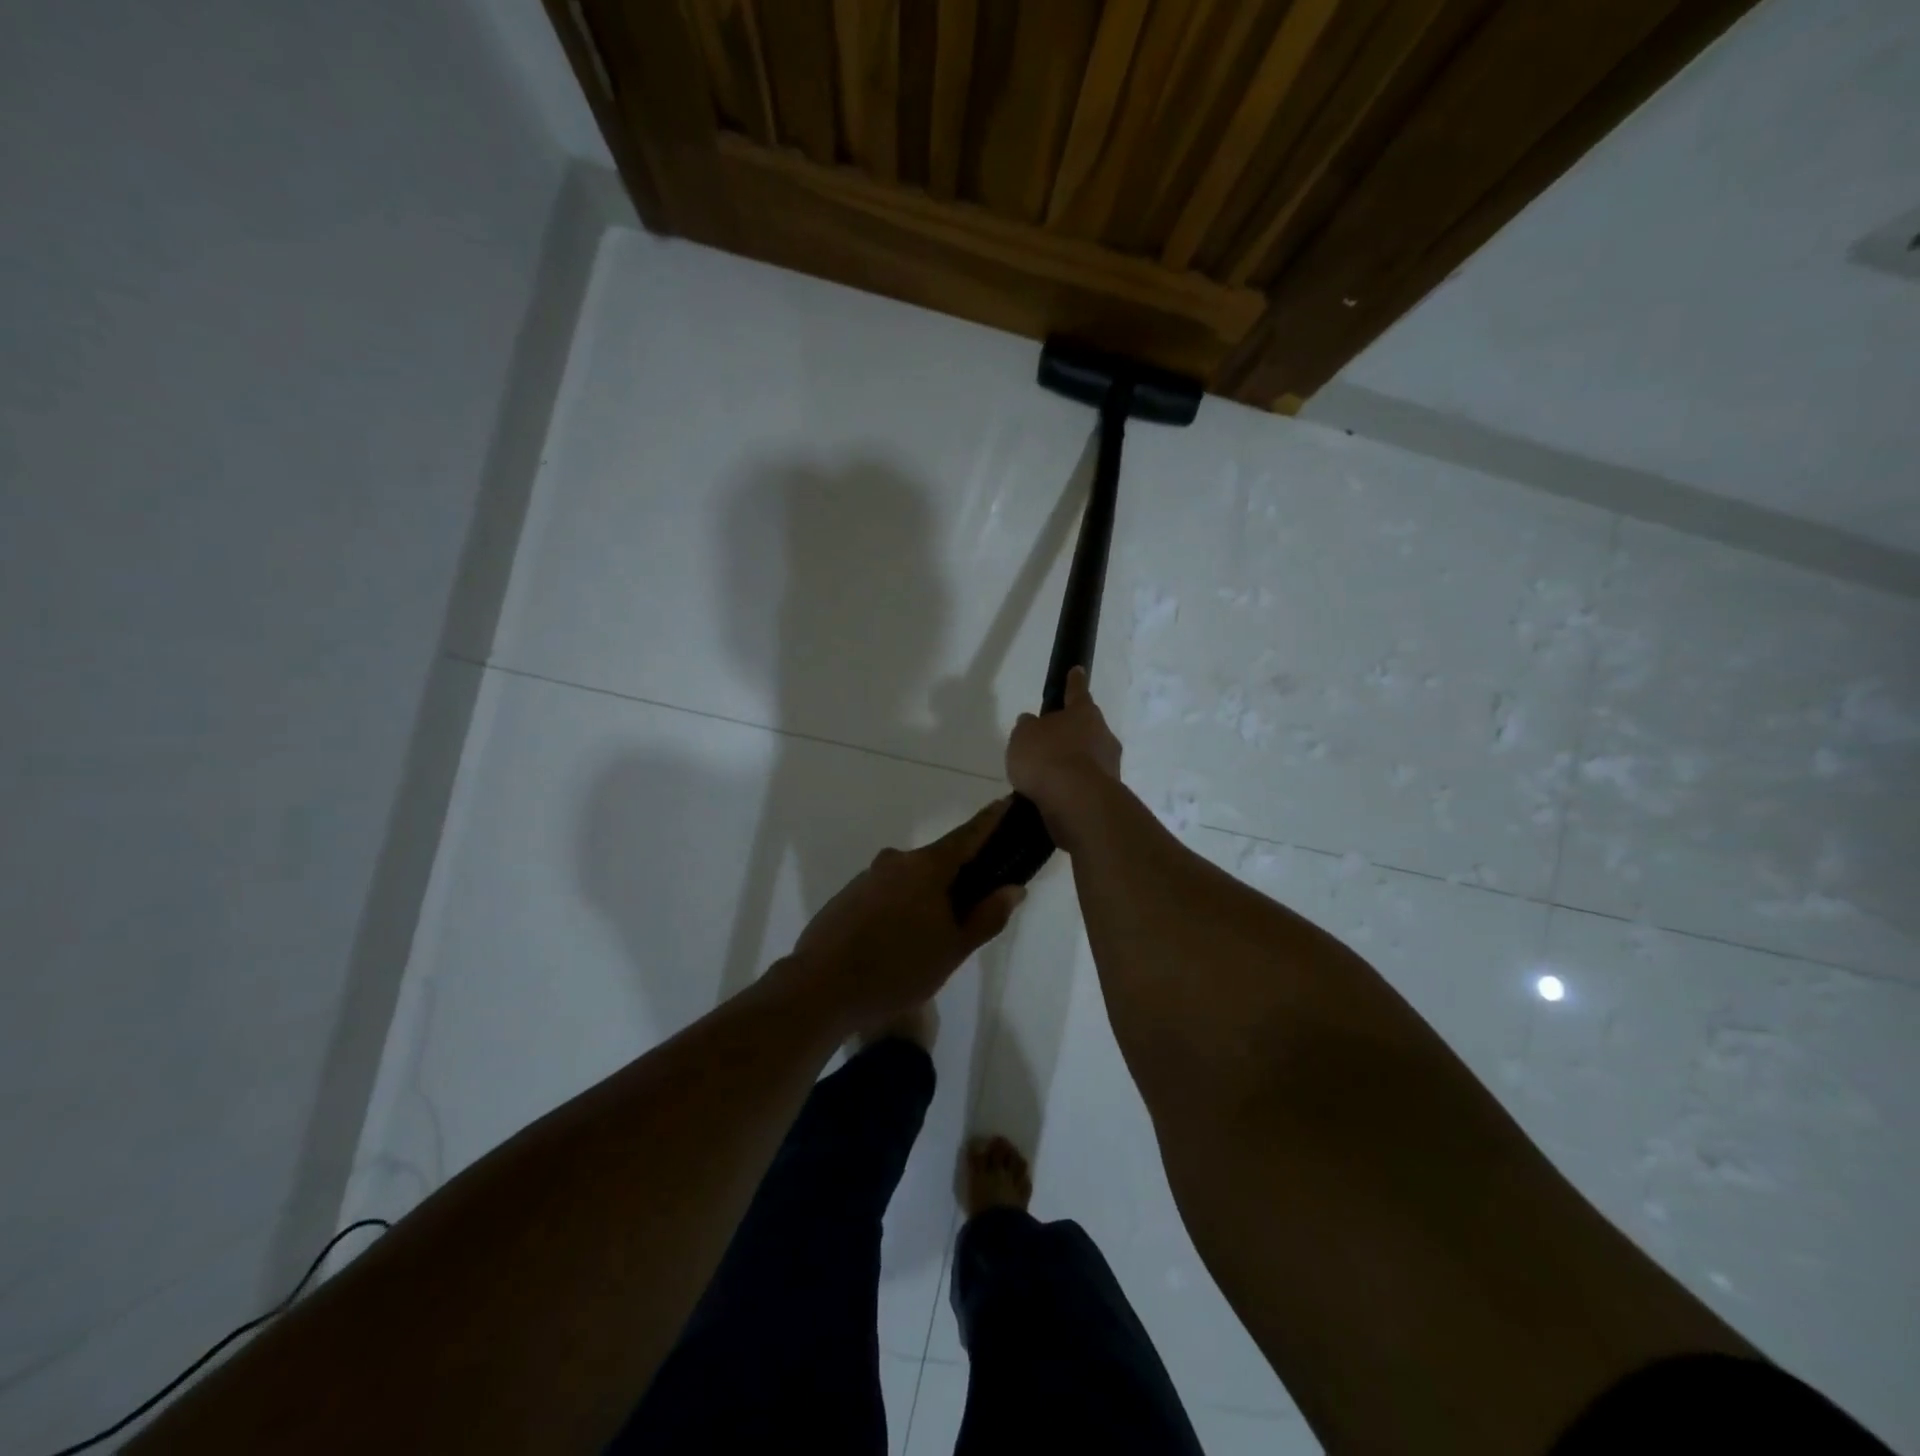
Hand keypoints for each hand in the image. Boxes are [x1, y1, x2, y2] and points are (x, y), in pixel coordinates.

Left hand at [787, 800, 1026, 1033]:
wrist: (820, 989)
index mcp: (926, 867)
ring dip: (926, 896)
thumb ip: (986, 917)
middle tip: (973, 907)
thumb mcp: (953, 949)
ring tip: (933, 936)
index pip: (968, 834)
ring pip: (910, 880)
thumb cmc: (897, 970)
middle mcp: (896, 861)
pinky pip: (885, 894)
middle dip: (958, 876)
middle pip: (938, 861)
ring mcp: (867, 878)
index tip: (1007, 804)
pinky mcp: (847, 897)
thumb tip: (1014, 888)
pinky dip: (900, 907)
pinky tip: (899, 942)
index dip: (991, 821)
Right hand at [1006, 667, 1122, 845]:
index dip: (1074, 681)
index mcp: (1083, 712)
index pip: (1077, 691)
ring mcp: (1110, 764)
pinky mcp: (1108, 792)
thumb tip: (1032, 722)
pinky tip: (1056, 795)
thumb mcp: (1023, 737)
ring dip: (1073, 762)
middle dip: (1072, 732)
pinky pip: (1086, 783)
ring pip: (1089, 757)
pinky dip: (1073, 786)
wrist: (1077, 802)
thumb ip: (1027, 727)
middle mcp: (1102, 734)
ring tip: (1048, 776)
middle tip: (1051, 740)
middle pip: (1086, 727)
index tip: (1077, 670)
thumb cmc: (1048, 758)